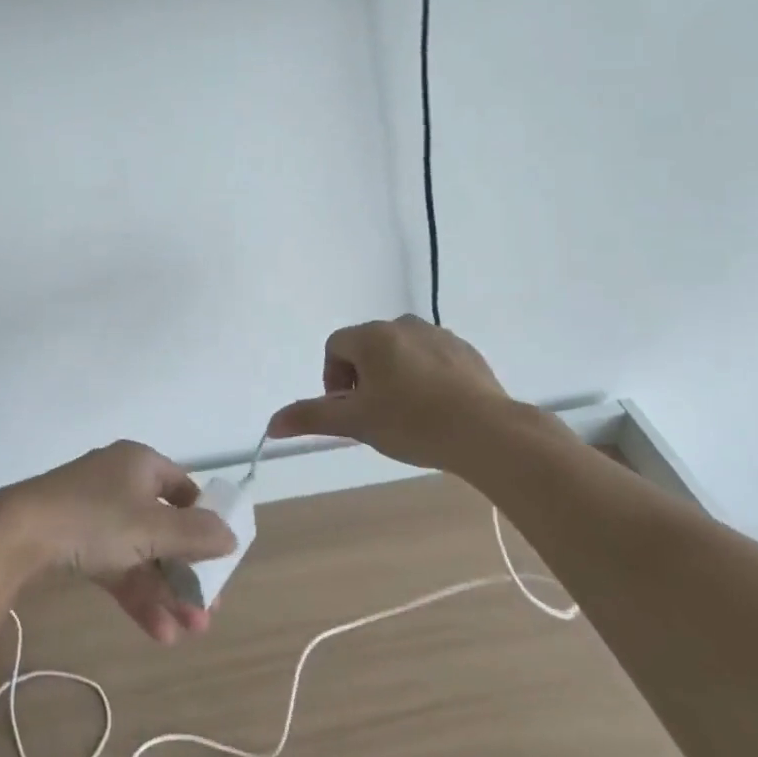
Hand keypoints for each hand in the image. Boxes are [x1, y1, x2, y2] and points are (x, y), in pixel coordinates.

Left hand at [0, 443, 236, 644]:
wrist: (20, 534)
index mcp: (141, 464)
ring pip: (142, 554)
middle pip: (165, 528)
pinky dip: (137, 595)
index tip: (218, 556)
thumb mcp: (153, 528)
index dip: (204, 520)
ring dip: (166, 592)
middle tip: (206, 609)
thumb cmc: (97, 519)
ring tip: (189, 632)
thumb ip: (197, 535)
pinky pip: (117, 567)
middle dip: (187, 572)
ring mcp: (97, 514)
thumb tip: (231, 536)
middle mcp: (121, 483)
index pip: (184, 488)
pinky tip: (159, 632)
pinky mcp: (77, 542)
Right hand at [267, 317, 548, 474]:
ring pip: (400, 353)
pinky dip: (425, 378)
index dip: (333, 380)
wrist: (486, 432)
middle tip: (375, 416)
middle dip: (363, 379)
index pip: (335, 347)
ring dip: (394, 377)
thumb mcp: (355, 422)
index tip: (349, 411)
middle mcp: (403, 325)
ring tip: (407, 414)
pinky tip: (436, 409)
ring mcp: (439, 335)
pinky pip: (431, 359)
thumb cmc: (412, 423)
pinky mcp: (466, 351)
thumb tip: (271, 424)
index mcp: (372, 336)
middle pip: (367, 348)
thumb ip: (310, 417)